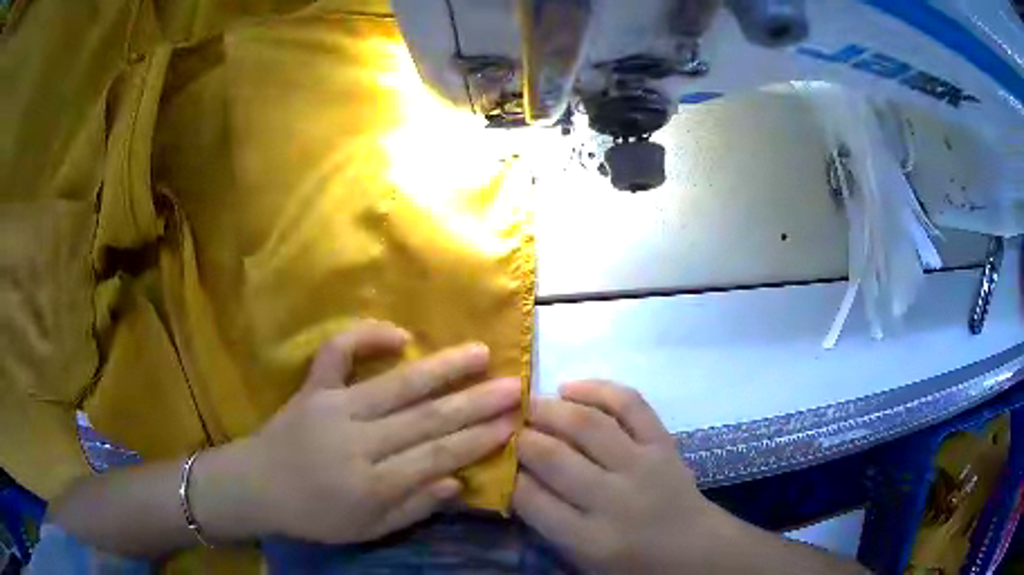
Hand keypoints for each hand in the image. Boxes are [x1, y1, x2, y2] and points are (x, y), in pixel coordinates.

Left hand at [235, 321, 520, 542]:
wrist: (257, 486)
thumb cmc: (315, 515)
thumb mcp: (368, 529)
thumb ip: (414, 508)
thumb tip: (458, 482)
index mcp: (371, 483)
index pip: (436, 456)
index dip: (478, 439)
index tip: (513, 422)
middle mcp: (357, 441)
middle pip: (425, 419)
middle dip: (475, 402)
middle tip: (513, 385)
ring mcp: (333, 407)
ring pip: (395, 385)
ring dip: (441, 368)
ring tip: (479, 352)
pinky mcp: (313, 388)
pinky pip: (337, 354)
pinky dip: (363, 337)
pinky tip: (399, 333)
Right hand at [513, 380, 722, 574]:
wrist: (693, 548)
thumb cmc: (632, 562)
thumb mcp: (582, 558)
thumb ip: (548, 522)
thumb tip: (516, 477)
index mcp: (589, 539)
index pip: (530, 499)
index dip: (506, 474)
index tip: (495, 459)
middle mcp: (613, 500)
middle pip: (554, 457)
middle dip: (522, 437)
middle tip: (503, 425)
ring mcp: (642, 466)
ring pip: (588, 425)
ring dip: (551, 408)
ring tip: (527, 402)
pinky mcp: (664, 443)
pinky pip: (631, 404)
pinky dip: (598, 389)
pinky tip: (571, 387)